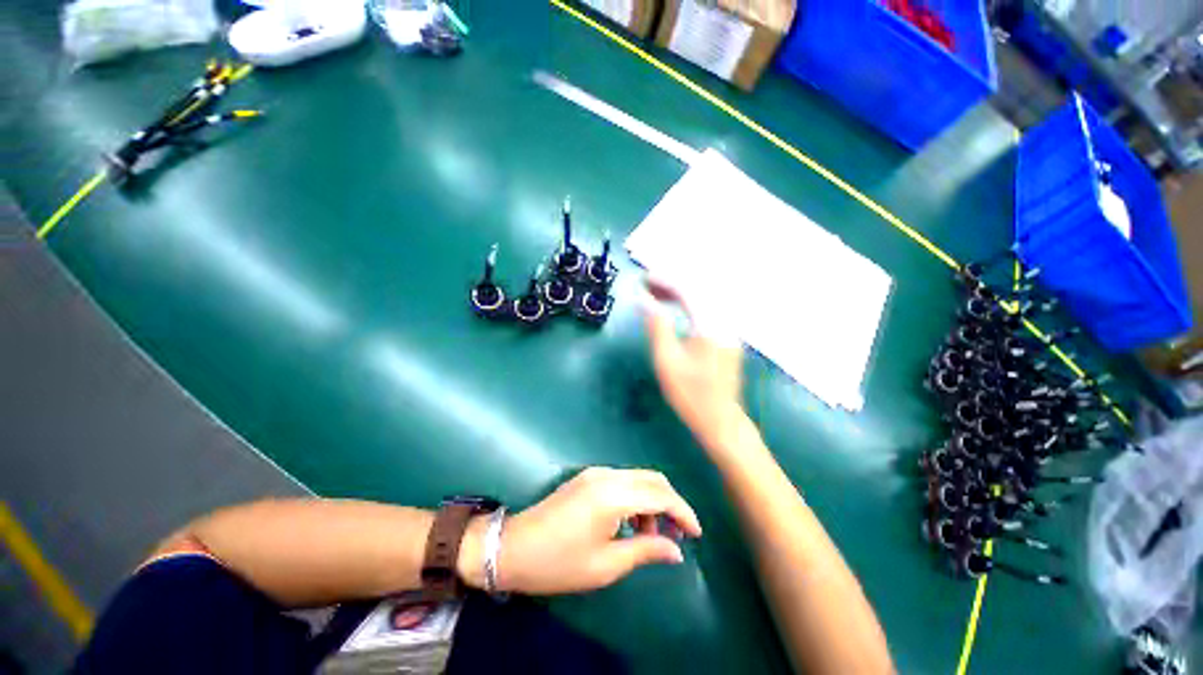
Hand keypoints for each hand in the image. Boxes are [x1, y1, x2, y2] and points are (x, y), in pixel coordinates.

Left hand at [462, 467, 701, 594]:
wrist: (513, 547)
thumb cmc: (559, 562)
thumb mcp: (606, 564)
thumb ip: (645, 550)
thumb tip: (676, 550)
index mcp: (613, 495)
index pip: (661, 495)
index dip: (683, 512)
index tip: (696, 534)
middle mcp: (608, 475)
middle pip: (652, 479)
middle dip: (671, 503)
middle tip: (678, 534)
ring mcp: (595, 473)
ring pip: (638, 478)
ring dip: (653, 501)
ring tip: (651, 536)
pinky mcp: (588, 477)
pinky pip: (623, 481)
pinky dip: (636, 498)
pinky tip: (631, 523)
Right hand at [644, 281, 746, 446]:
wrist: (721, 420)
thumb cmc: (691, 394)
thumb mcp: (667, 361)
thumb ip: (657, 327)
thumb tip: (644, 301)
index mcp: (710, 325)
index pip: (688, 291)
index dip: (665, 281)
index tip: (644, 280)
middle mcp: (723, 321)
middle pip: (698, 290)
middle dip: (671, 284)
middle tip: (647, 285)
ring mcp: (728, 328)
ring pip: (703, 299)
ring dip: (680, 293)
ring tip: (657, 294)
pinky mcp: (727, 336)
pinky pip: (707, 309)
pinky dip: (689, 304)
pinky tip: (675, 308)